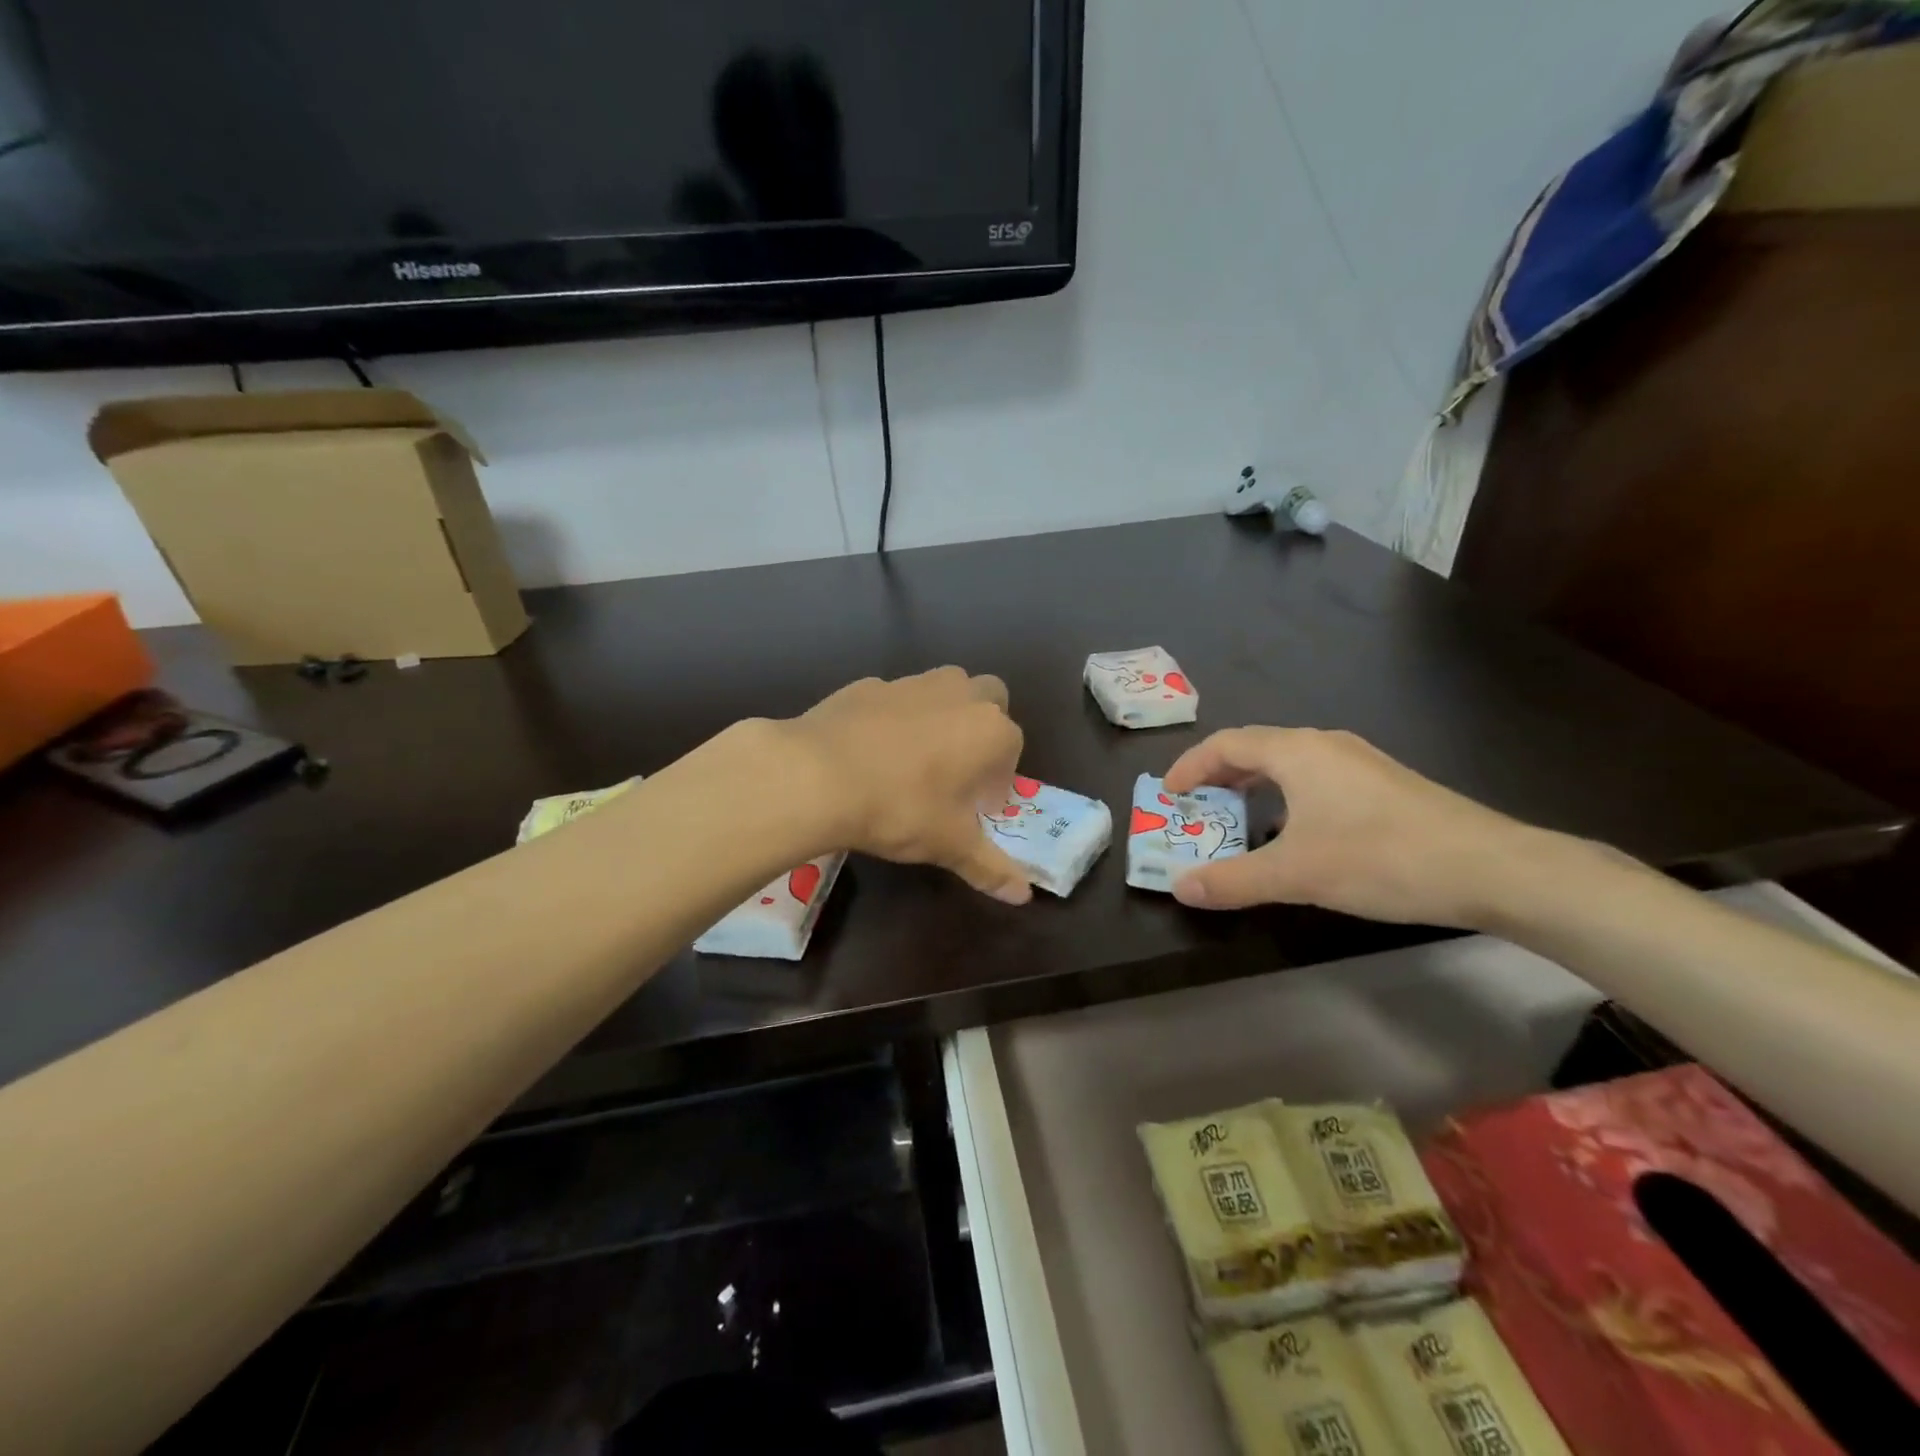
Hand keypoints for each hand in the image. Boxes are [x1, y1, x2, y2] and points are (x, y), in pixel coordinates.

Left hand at [782, 667, 1033, 903]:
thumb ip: (990, 867)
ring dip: (943, 716)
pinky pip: (895, 699)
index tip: (978, 808)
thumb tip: (1023, 894)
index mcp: (989, 730)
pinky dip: (894, 719)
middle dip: (983, 727)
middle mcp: (958, 694)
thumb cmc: (900, 808)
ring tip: (916, 759)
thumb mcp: (949, 844)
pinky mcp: (867, 684)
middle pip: (989, 697)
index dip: (998, 781)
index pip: (1013, 748)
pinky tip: (872, 752)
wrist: (817, 775)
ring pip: (943, 689)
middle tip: (960, 769)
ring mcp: (911, 684)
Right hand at [1161, 727, 1538, 926]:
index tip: (1169, 794)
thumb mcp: (1296, 874)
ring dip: (1254, 783)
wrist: (1491, 868)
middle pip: (1256, 747)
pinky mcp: (1385, 783)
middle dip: (1219, 774)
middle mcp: (1325, 744)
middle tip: (1196, 805)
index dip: (1190, 766)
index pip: (1226, 743)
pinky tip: (1297, 829)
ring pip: (1290, 762)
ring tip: (1238, 814)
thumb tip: (1179, 888)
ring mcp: (1360, 761)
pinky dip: (1287, 793)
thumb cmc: (1380, 859)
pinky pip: (1317, 776)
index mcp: (1297, 751)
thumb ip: (1233, 880)